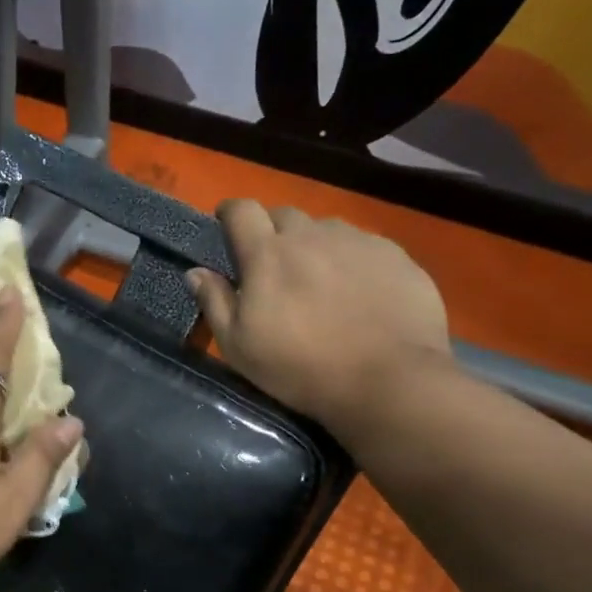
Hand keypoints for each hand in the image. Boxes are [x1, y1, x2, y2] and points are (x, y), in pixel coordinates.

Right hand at [187, 202, 450, 438]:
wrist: (389, 381)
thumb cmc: (301, 368)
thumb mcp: (239, 347)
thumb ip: (214, 302)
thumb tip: (195, 272)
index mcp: (267, 254)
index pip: (242, 210)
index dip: (231, 212)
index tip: (227, 224)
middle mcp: (312, 236)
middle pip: (284, 215)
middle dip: (273, 232)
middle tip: (274, 265)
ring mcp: (358, 242)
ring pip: (326, 229)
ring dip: (314, 245)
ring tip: (320, 279)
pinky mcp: (397, 256)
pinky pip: (365, 246)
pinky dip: (353, 260)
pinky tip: (360, 292)